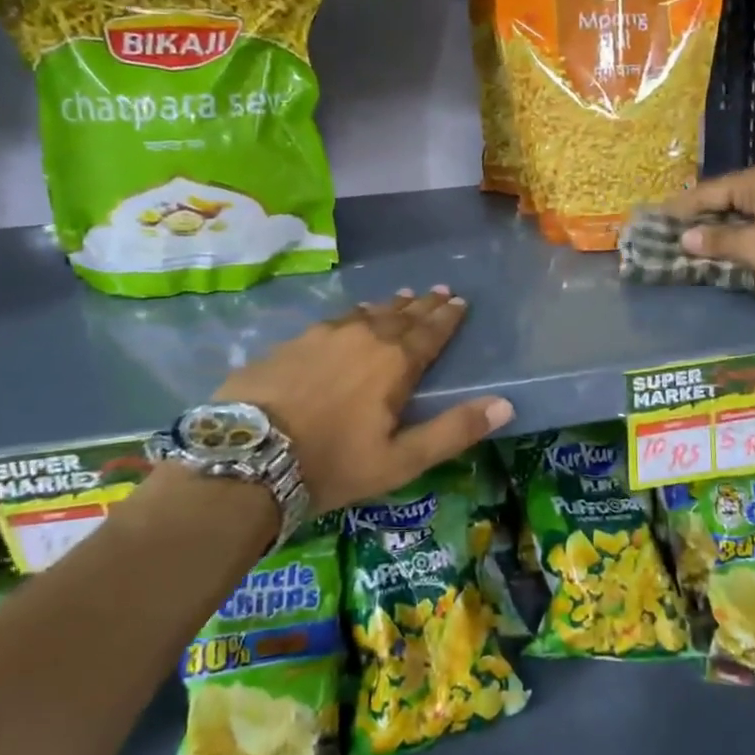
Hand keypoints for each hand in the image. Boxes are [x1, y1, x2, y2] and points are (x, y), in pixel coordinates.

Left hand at [215, 287, 513, 514]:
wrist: (248, 457)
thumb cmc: (333, 463)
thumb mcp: (401, 460)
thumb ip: (454, 430)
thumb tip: (506, 404)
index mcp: (394, 363)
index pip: (430, 332)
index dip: (447, 317)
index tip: (460, 301)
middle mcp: (364, 337)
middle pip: (401, 315)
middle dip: (423, 304)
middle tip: (439, 291)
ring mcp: (323, 335)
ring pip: (367, 313)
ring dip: (389, 306)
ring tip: (403, 297)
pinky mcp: (292, 342)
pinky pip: (335, 320)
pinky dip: (354, 315)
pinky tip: (352, 316)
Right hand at [663, 163, 754, 297]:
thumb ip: (718, 241)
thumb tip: (685, 238)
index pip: (707, 191)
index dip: (680, 208)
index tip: (654, 219)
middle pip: (723, 197)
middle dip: (697, 216)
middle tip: (669, 230)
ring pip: (740, 209)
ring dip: (718, 225)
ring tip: (690, 238)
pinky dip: (738, 231)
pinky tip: (724, 242)